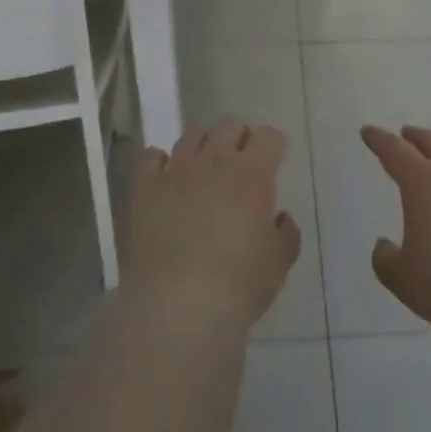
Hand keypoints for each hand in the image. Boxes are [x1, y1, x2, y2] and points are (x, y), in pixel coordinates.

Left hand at [126, 119, 300, 328]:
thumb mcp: (278, 264)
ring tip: (204, 168)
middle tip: (241, 162)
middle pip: (229, 125)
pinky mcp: (144, 187)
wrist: (177, 305)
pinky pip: (152, 157)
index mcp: (253, 173)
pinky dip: (161, 162)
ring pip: (191, 136)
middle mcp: (214, 160)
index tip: (274, 159)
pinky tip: (166, 179)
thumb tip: (279, 218)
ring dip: (203, 145)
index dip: (273, 145)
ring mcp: (176, 170)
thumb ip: (286, 233)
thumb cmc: (238, 285)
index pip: (268, 137)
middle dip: (239, 137)